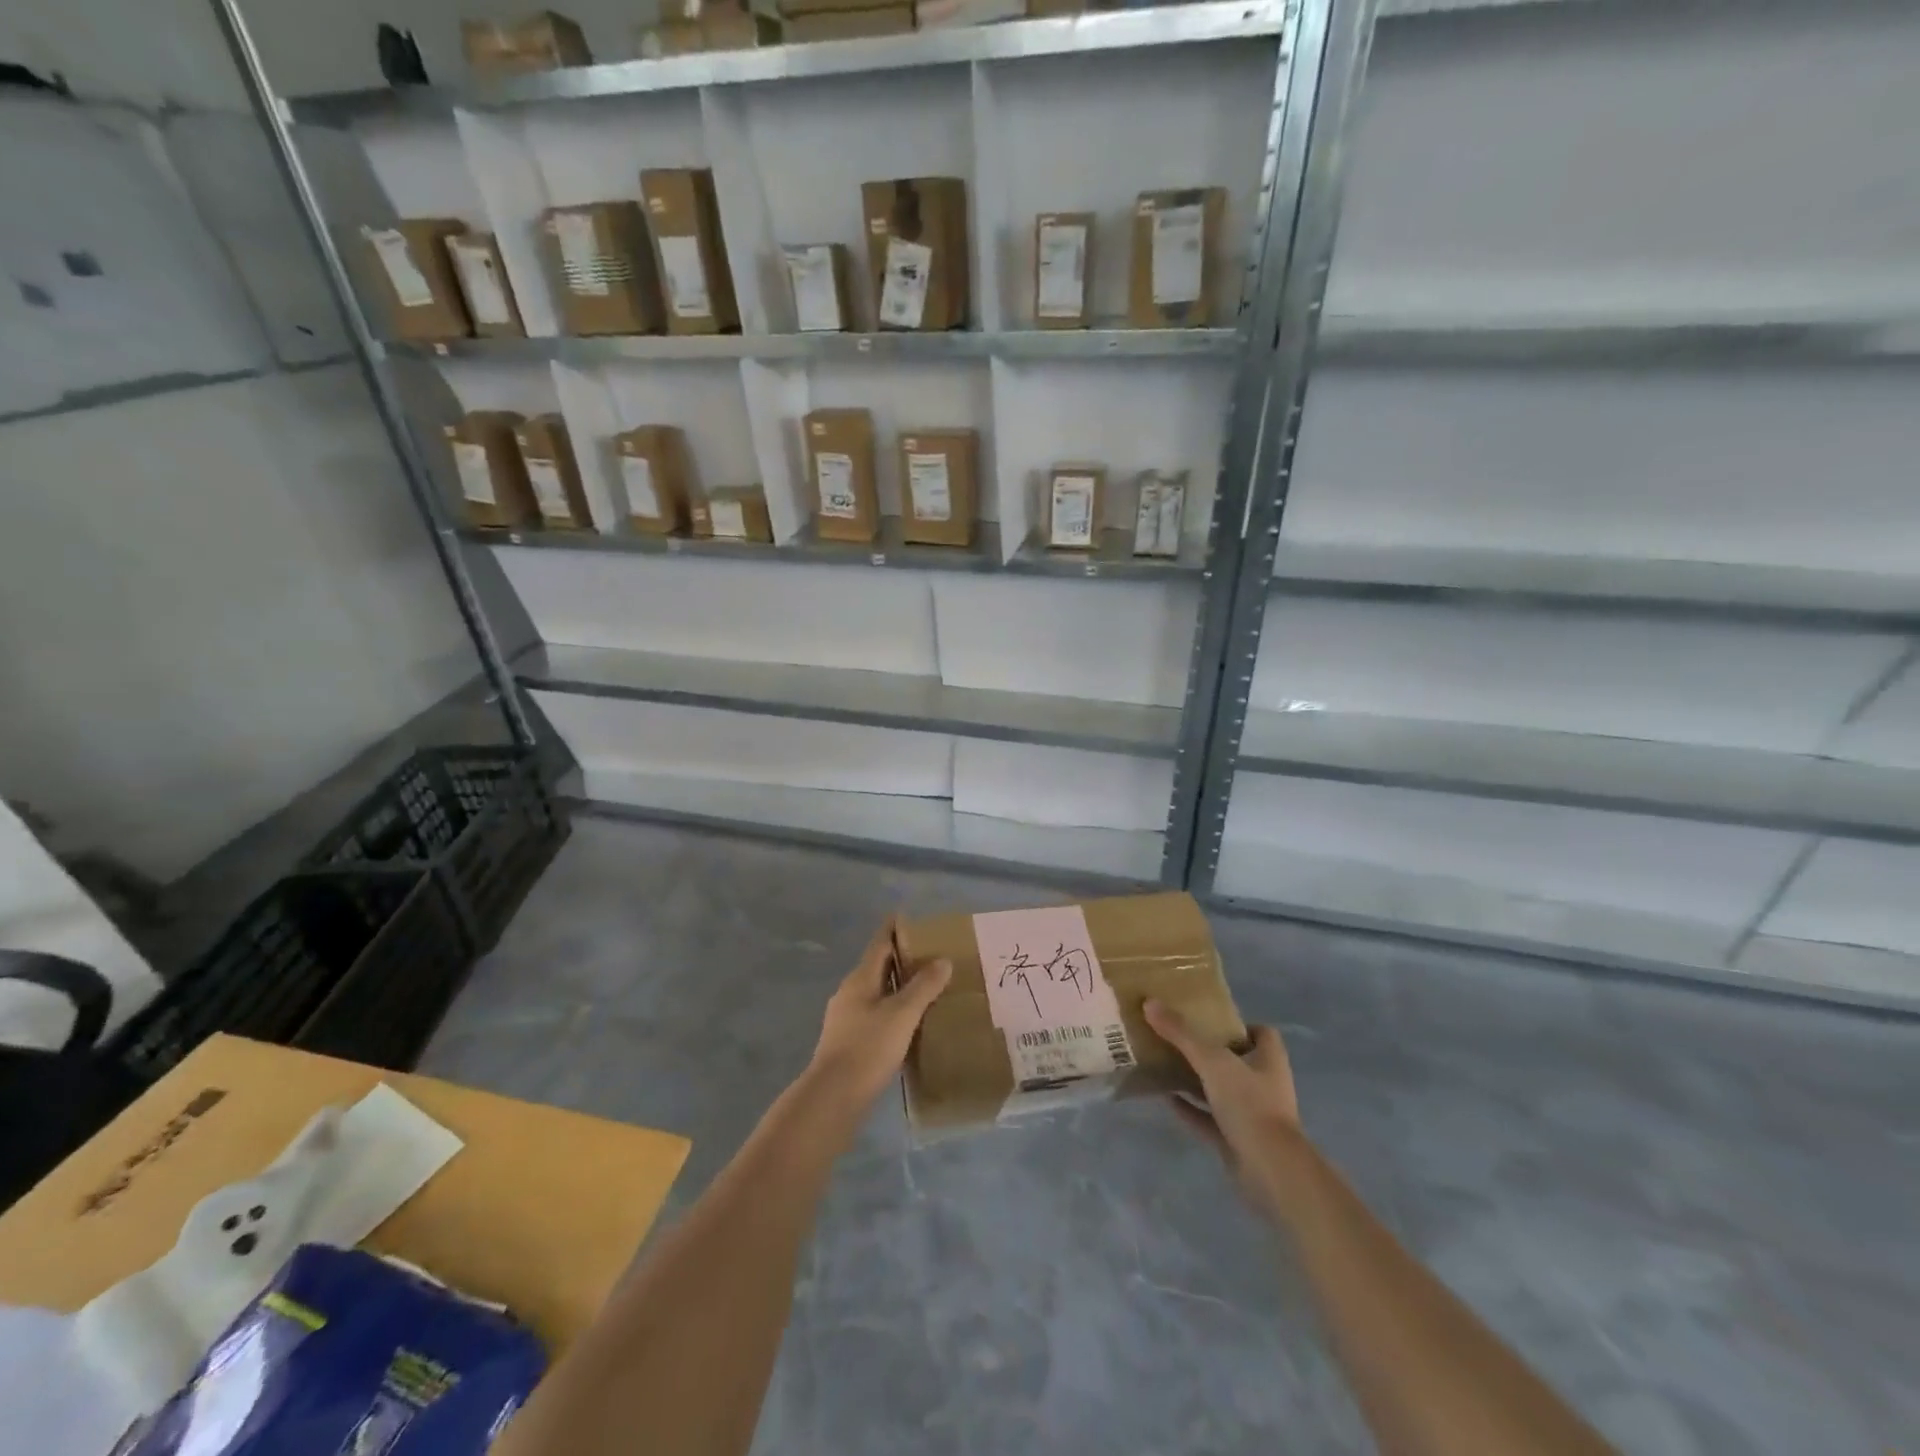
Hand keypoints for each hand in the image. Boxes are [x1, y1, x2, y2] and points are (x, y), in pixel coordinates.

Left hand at [807, 918, 952, 1111]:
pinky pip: (875, 1014)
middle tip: (931, 955)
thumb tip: (943, 960)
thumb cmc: (867, 1048)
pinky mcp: (848, 1041)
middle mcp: (850, 993)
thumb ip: (923, 986)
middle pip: (878, 966)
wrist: (832, 1097)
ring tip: (927, 989)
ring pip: (876, 992)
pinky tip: (909, 1023)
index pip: (879, 943)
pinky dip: (894, 1010)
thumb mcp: (902, 1014)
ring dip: (899, 986)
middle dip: (902, 958)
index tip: (910, 917)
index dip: (894, 928)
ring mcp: (846, 1018)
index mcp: (860, 979)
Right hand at [1145, 1000, 1303, 1213]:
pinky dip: (1190, 1109)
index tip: (1210, 1019)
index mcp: (1269, 1060)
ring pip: (1221, 1090)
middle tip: (1178, 1037)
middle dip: (1210, 1051)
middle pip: (1237, 1061)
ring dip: (1197, 1080)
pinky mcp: (1238, 1140)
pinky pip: (1210, 1119)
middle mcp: (1264, 1085)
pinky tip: (1166, 1099)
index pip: (1262, 1034)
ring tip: (1166, 1064)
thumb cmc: (1249, 1104)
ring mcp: (1252, 1115)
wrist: (1270, 1170)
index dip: (1239, 1025)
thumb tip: (1149, 1002)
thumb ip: (1181, 1033)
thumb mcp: (1212, 1061)